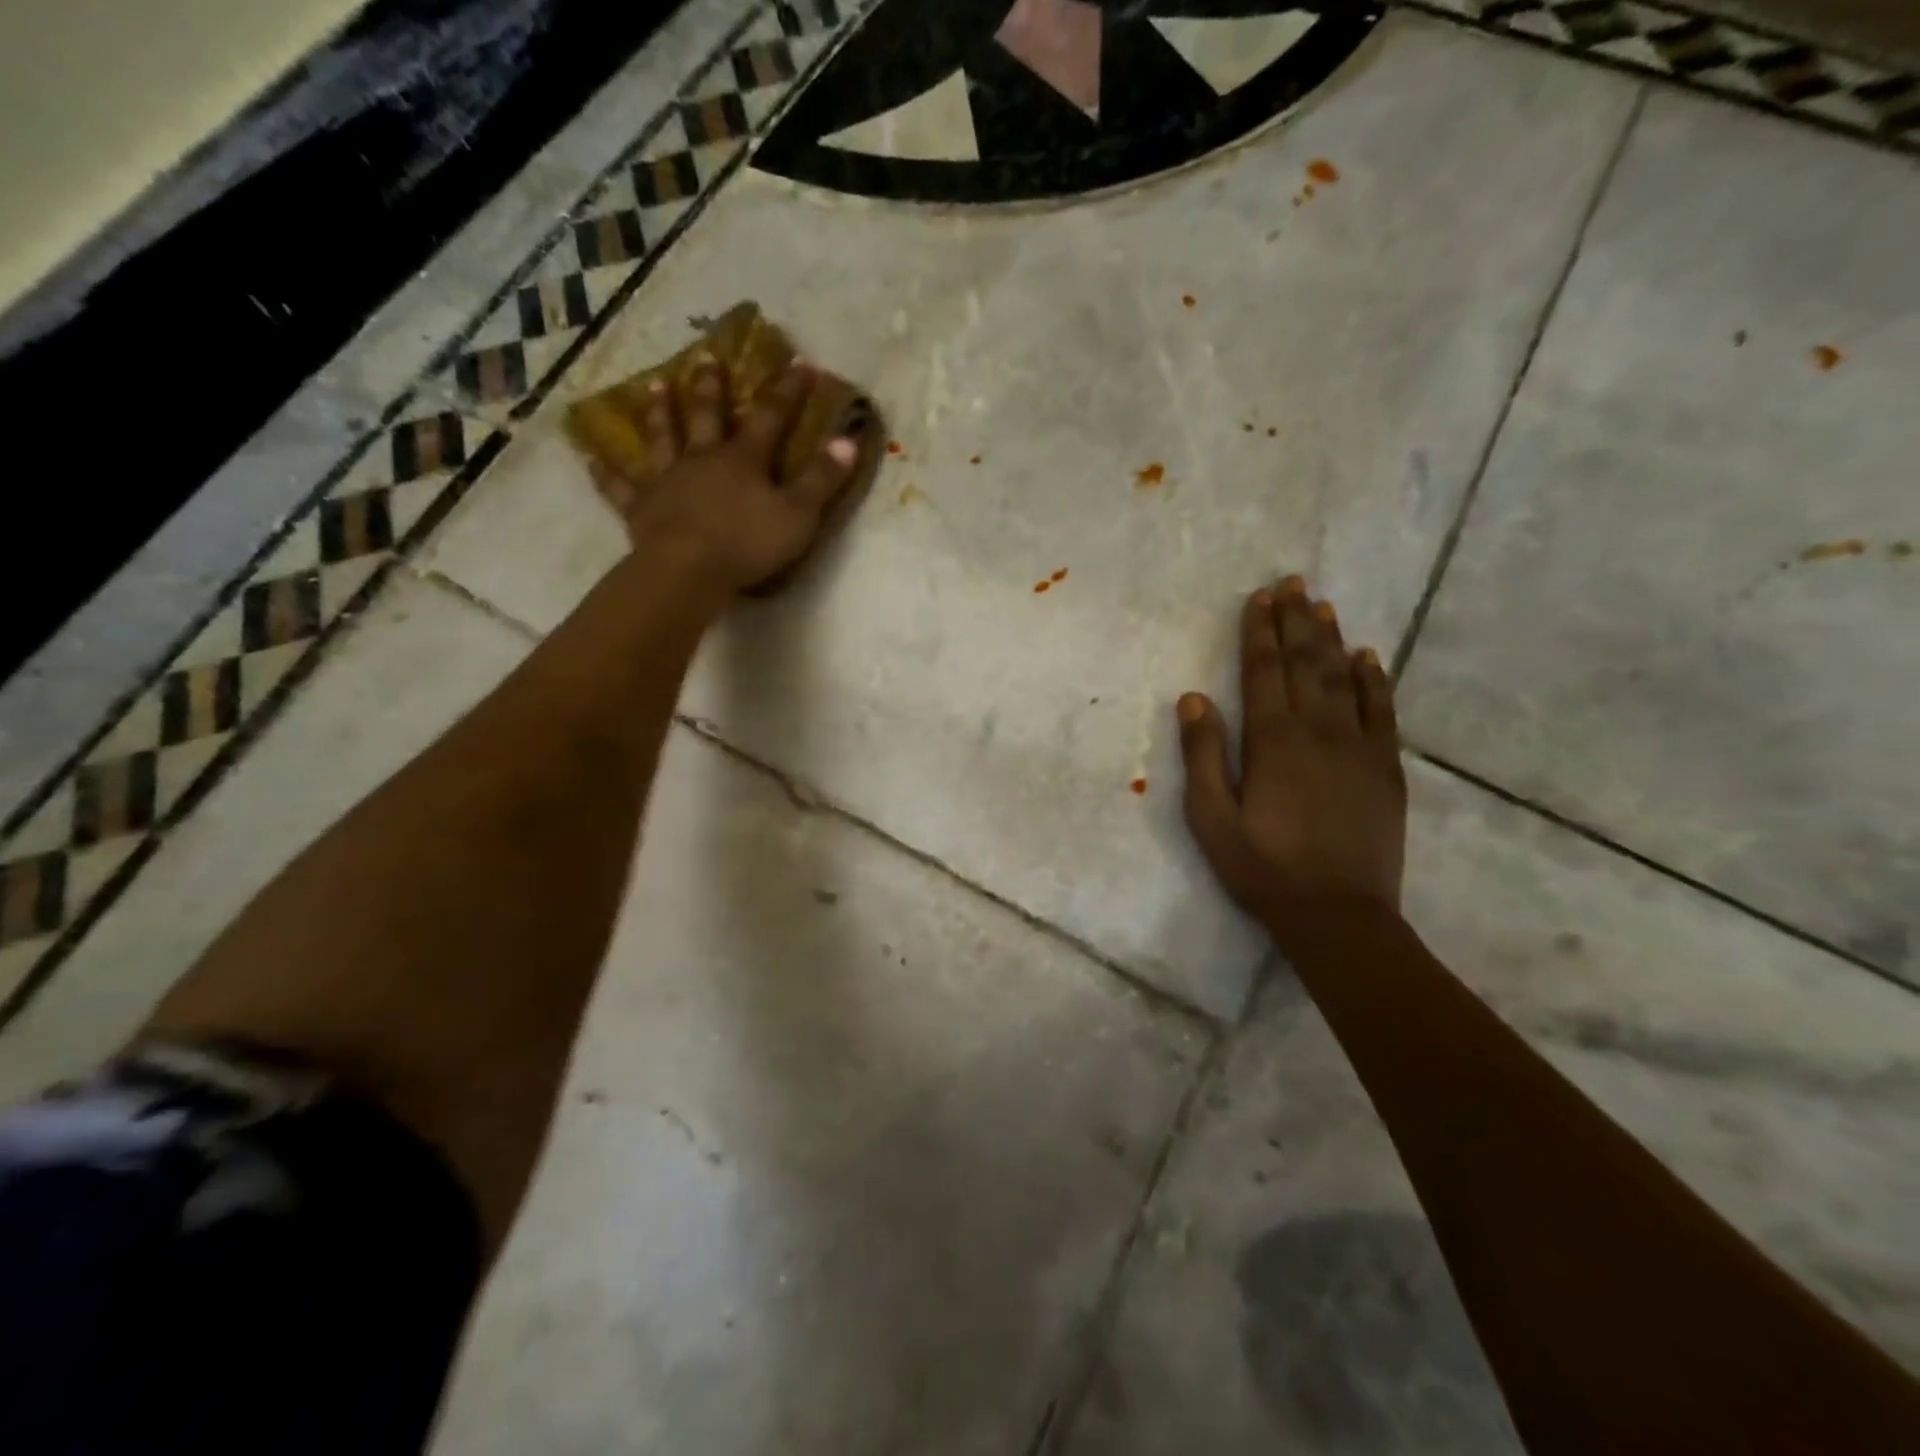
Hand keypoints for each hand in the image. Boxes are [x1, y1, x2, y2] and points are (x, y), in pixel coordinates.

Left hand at [590, 355, 859, 593]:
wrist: (689, 571)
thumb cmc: (748, 544)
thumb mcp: (799, 515)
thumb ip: (823, 479)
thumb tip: (849, 439)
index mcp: (744, 459)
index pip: (770, 416)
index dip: (787, 391)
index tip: (799, 363)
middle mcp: (703, 459)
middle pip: (708, 415)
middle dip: (712, 387)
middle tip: (707, 358)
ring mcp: (668, 481)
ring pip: (663, 438)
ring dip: (661, 413)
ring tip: (656, 386)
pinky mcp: (641, 509)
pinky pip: (620, 487)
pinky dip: (605, 474)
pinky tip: (589, 458)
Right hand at [1177, 576, 1407, 932]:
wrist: (1338, 914)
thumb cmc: (1263, 868)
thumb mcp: (1211, 818)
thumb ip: (1203, 755)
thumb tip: (1193, 698)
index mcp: (1273, 742)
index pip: (1264, 672)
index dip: (1259, 632)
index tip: (1258, 598)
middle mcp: (1319, 731)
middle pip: (1306, 664)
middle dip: (1295, 621)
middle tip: (1292, 582)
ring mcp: (1359, 748)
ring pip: (1345, 678)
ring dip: (1332, 639)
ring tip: (1322, 605)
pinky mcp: (1386, 769)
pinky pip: (1383, 712)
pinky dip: (1375, 680)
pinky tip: (1368, 657)